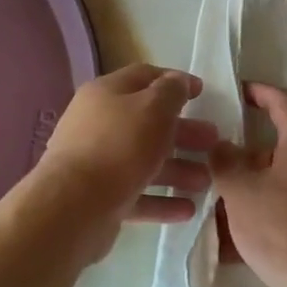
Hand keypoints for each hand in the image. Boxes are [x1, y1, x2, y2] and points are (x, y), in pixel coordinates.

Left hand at [38, 65, 217, 225]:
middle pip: (147, 122)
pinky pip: (137, 194)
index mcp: (106, 94)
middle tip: (213, 142)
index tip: (203, 93)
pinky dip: (162, 200)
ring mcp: (97, 163)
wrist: (74, 206)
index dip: (174, 81)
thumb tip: (178, 81)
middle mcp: (98, 124)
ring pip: (144, 160)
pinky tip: (188, 209)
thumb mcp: (154, 108)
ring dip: (178, 169)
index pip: (144, 77)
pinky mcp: (99, 198)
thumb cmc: (120, 146)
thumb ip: (171, 91)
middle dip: (183, 132)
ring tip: (207, 181)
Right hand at [210, 83, 286, 286]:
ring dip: (258, 189)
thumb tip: (222, 146)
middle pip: (285, 145)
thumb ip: (225, 162)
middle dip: (250, 156)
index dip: (259, 92)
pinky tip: (245, 244)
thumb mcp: (241, 193)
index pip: (283, 101)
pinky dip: (273, 214)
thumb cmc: (284, 230)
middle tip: (222, 166)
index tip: (238, 92)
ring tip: (226, 209)